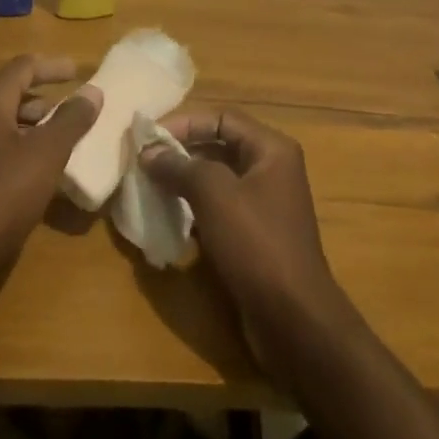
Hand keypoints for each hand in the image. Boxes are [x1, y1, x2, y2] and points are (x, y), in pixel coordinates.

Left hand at [0, 54, 102, 312]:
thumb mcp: (45, 155)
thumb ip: (71, 121)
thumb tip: (92, 90)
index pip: (23, 68)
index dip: (53, 67)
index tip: (79, 72)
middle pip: (11, 97)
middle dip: (45, 102)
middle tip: (75, 114)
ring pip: (2, 129)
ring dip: (33, 131)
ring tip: (62, 146)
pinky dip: (19, 155)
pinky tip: (36, 179)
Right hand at [141, 110, 356, 387]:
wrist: (294, 320)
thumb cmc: (256, 244)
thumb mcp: (215, 196)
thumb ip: (180, 167)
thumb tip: (149, 152)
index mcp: (271, 149)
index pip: (223, 118)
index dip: (185, 123)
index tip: (149, 137)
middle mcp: (271, 170)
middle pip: (220, 146)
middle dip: (181, 152)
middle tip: (144, 161)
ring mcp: (265, 205)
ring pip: (217, 180)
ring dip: (184, 181)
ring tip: (149, 186)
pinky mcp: (255, 236)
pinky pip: (220, 209)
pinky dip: (194, 209)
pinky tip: (168, 218)